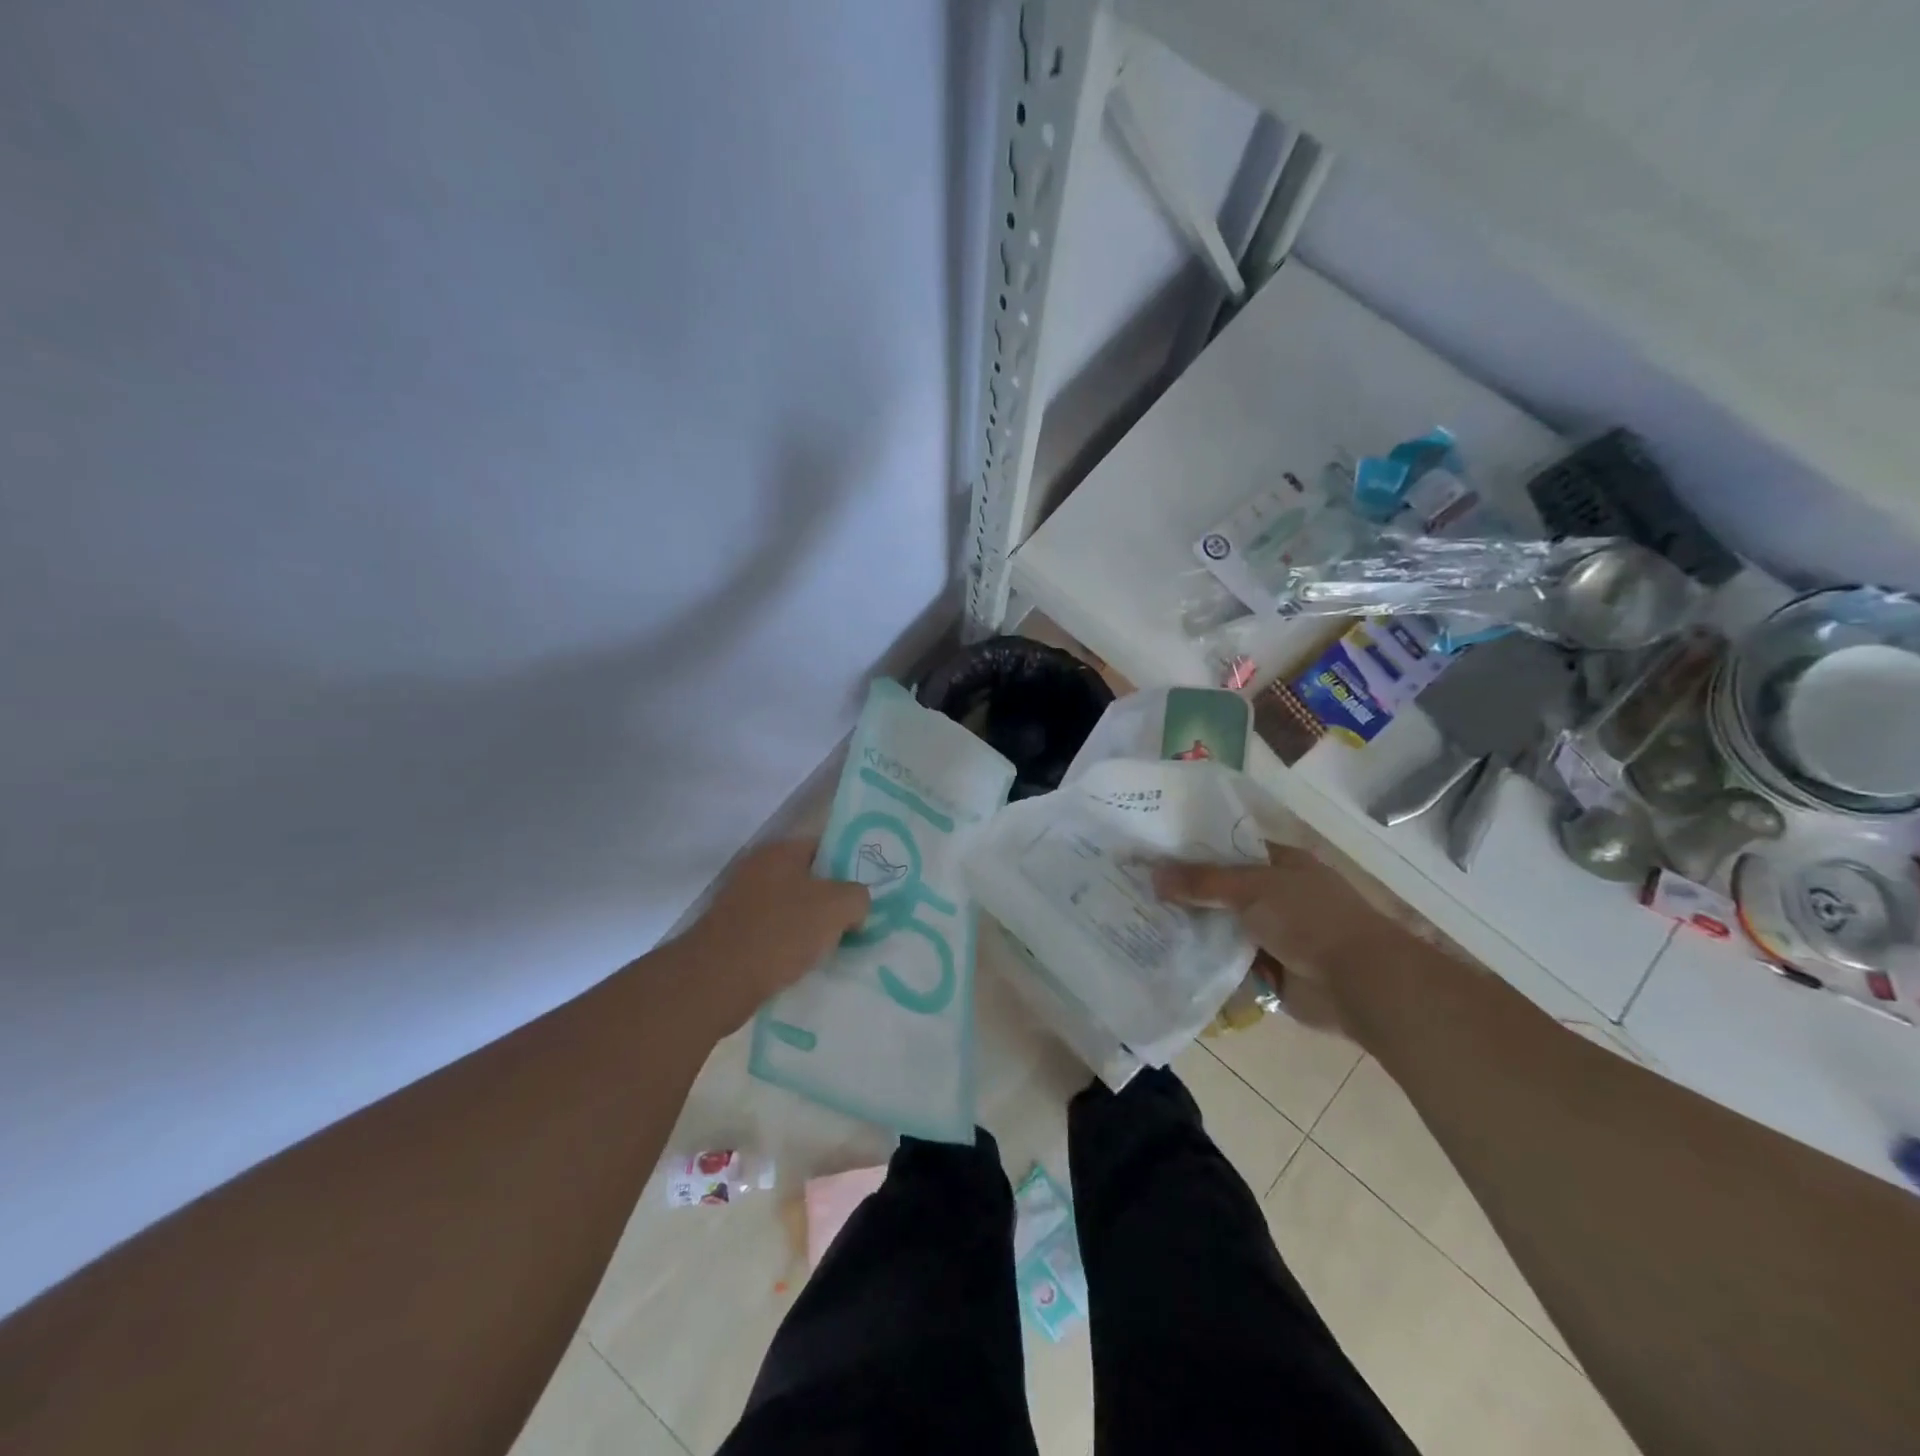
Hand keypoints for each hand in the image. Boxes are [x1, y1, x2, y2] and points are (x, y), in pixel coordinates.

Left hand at [676, 839, 870, 1031]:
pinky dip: (790, 948)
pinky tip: (806, 965)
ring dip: (812, 927)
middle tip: (858, 921)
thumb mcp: (837, 907)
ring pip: (791, 909)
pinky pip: (774, 935)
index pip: (825, 846)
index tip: (869, 890)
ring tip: (836, 948)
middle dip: (832, 901)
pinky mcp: (732, 935)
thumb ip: (858, 896)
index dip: (850, 865)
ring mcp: (741, 903)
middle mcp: (758, 870)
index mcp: (780, 852)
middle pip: (808, 880)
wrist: (717, 980)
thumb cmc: (780, 932)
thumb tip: (855, 906)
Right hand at [1155, 842, 1426, 1034]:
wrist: (1359, 984)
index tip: (1150, 853)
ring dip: (1191, 928)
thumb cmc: (1311, 920)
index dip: (1191, 851)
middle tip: (1135, 888)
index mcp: (1280, 864)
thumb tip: (1153, 873)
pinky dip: (1204, 960)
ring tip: (1140, 921)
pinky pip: (1227, 960)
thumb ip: (1203, 881)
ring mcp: (1272, 933)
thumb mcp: (1253, 889)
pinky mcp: (1267, 970)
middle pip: (1220, 889)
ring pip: (1221, 926)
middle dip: (1184, 892)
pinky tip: (1166, 956)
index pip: (1227, 849)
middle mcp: (1275, 895)